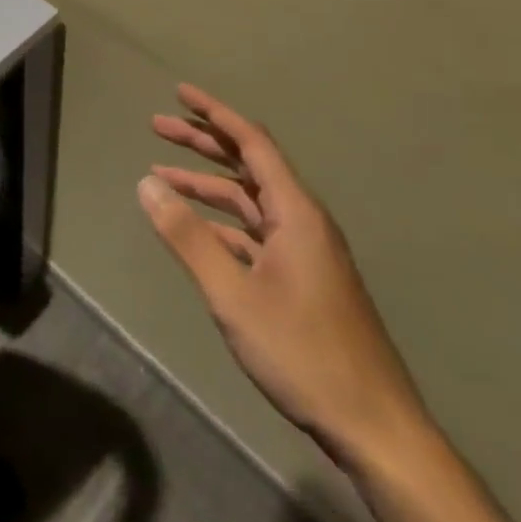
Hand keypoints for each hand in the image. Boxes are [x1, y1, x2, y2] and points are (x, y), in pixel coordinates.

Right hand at [138, 84, 425, 470]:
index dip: (215, 113)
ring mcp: (305, 252)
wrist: (374, 429)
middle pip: (248, 165)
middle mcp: (303, 221)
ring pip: (249, 201)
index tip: (180, 92)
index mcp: (296, 212)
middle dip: (202, 142)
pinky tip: (194, 229)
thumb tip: (145, 184)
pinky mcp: (303, 279)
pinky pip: (255, 232)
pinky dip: (221, 222)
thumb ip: (187, 236)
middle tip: (158, 126)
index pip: (252, 143)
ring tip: (160, 176)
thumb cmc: (303, 352)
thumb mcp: (232, 293)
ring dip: (206, 185)